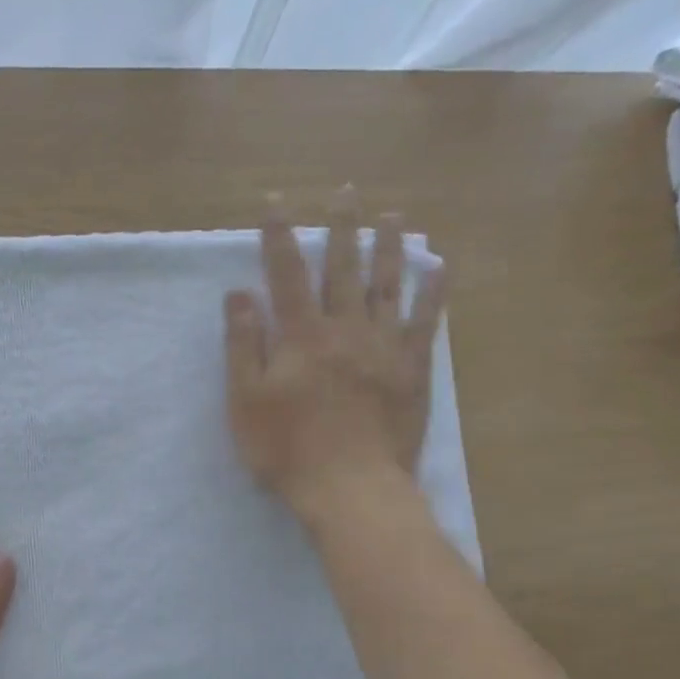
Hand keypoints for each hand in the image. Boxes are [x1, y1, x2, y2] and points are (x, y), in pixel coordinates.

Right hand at [225, 188, 446, 519]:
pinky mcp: (412, 370)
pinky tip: (440, 268)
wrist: (351, 488)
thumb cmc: (288, 450)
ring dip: (388, 247)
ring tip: (392, 215)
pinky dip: (432, 292)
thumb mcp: (246, 402)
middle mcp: (345, 329)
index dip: (279, 236)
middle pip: (343, 268)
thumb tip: (239, 293)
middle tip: (346, 190)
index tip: (276, 203)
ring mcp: (384, 347)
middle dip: (341, 227)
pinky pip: (424, 322)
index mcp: (302, 336)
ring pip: (387, 285)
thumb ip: (243, 345)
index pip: (287, 274)